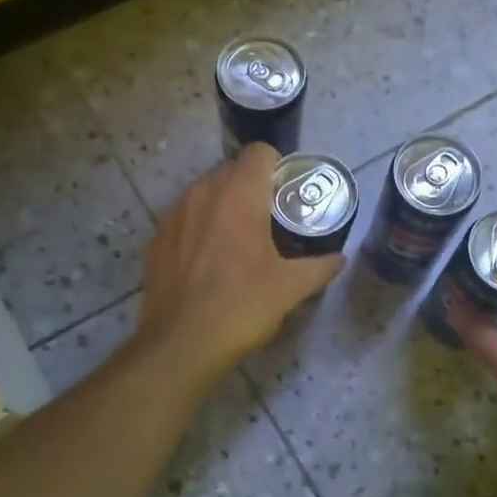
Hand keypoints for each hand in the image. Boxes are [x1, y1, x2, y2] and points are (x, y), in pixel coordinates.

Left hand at [136, 144, 342, 381]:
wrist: (182, 344)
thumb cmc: (242, 305)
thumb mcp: (290, 288)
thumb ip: (319, 267)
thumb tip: (339, 259)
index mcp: (238, 195)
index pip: (260, 153)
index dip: (278, 166)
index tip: (288, 192)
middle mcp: (202, 193)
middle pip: (232, 170)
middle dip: (253, 187)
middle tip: (272, 218)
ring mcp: (174, 214)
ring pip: (206, 193)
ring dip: (225, 205)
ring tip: (240, 239)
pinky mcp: (156, 239)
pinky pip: (185, 218)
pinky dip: (200, 227)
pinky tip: (210, 261)